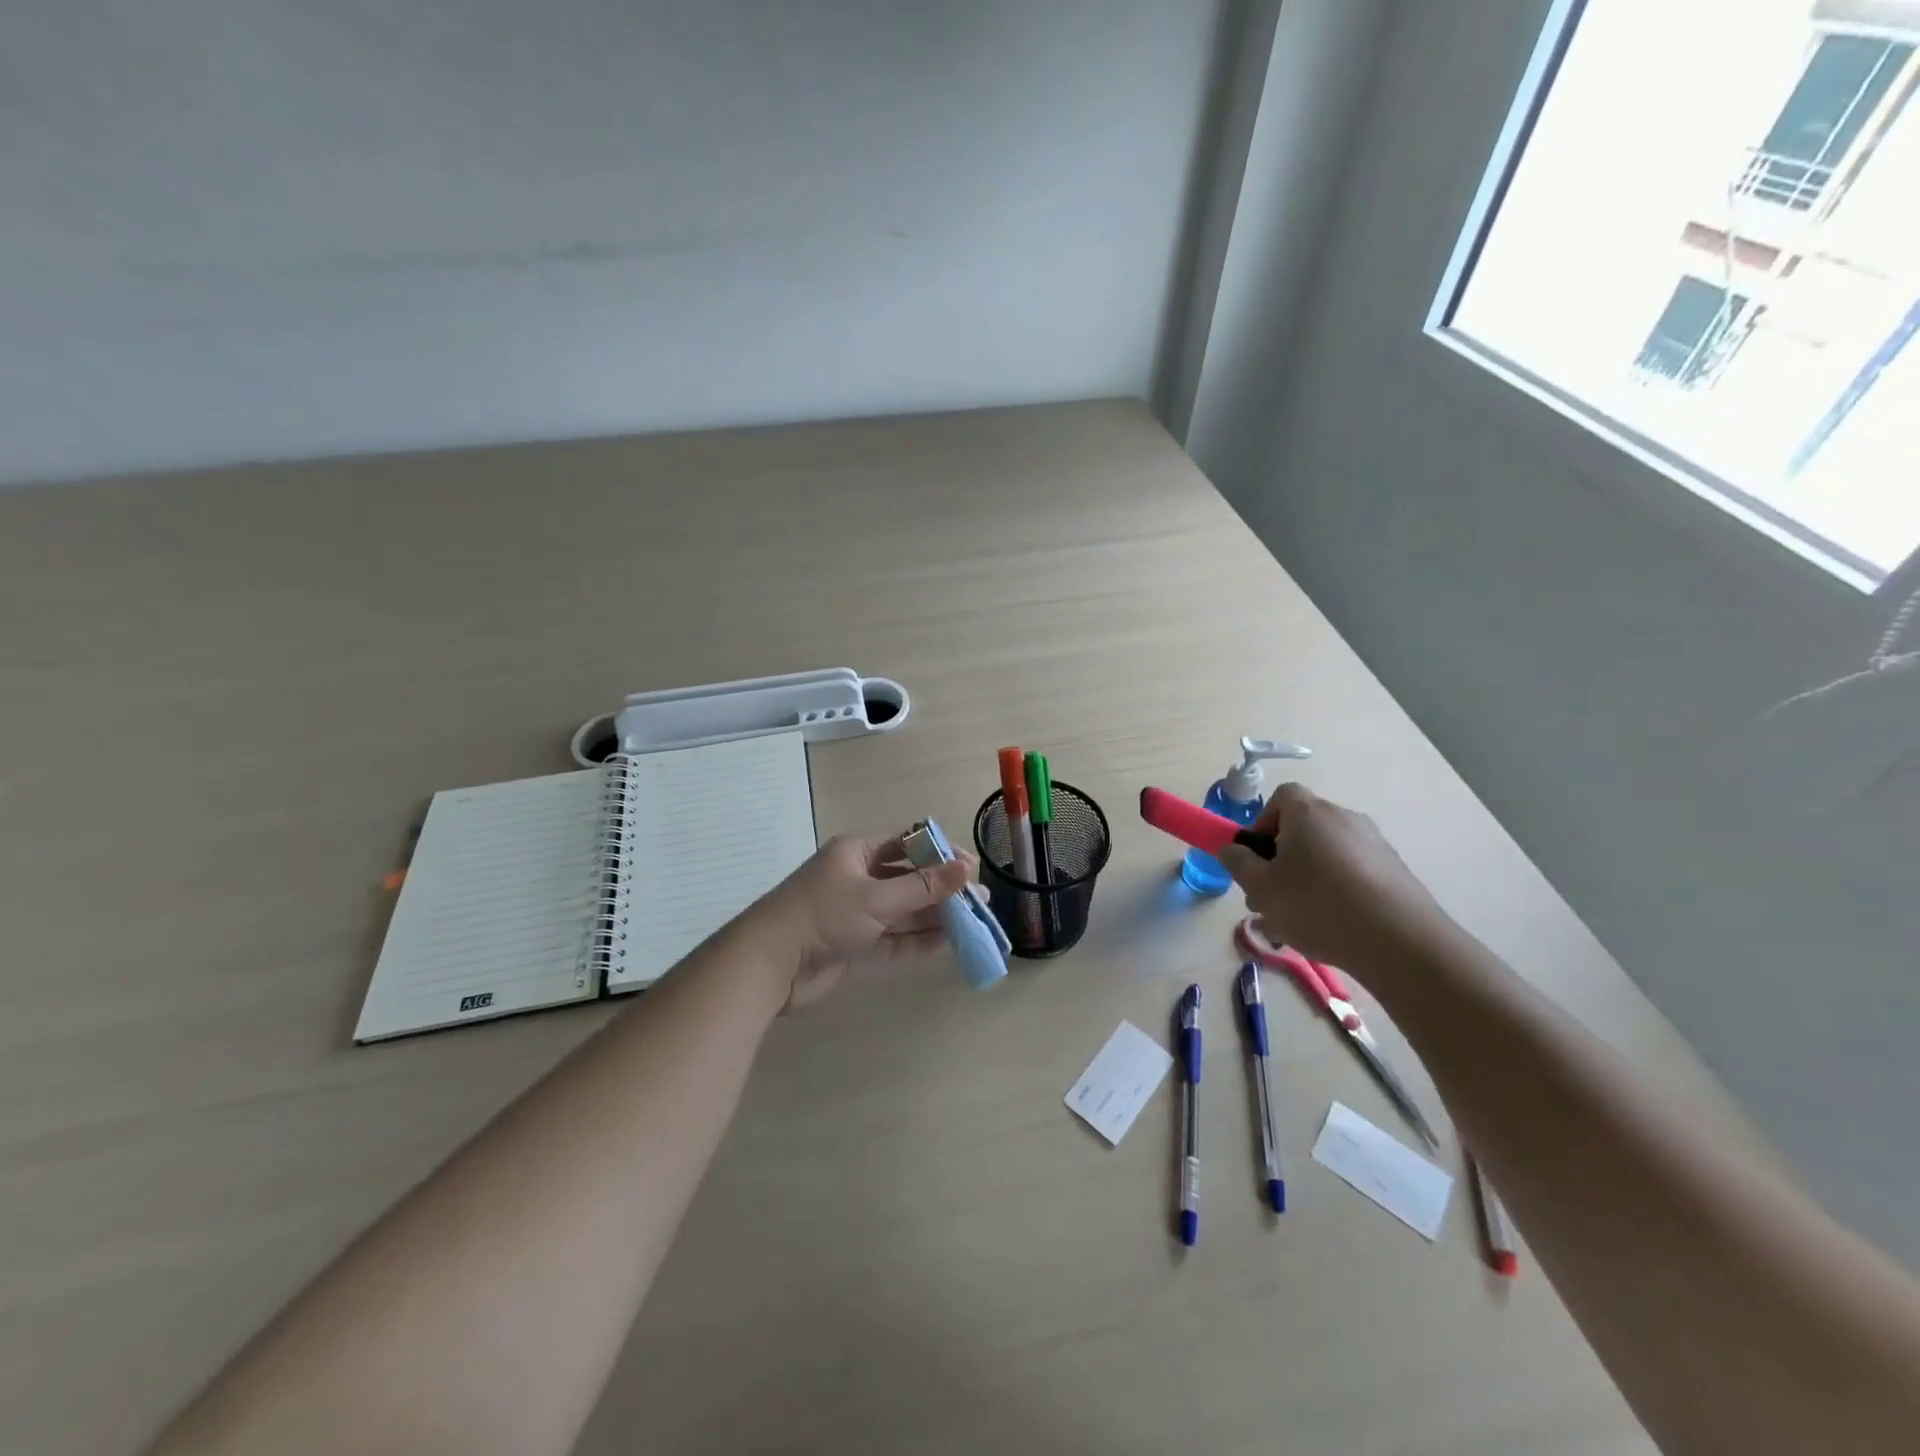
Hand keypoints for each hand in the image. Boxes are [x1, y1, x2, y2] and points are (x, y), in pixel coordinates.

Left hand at [754, 832, 976, 1010]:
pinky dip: (917, 940)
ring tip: (972, 923)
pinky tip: (946, 943)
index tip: (971, 868)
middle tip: (978, 901)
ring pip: (903, 910)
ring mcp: (855, 912)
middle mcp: (857, 877)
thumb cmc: (823, 916)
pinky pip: (892, 938)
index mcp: (856, 852)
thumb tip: (966, 868)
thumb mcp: (877, 898)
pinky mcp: (854, 944)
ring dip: (934, 916)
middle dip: (941, 889)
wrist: (769, 965)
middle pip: (907, 878)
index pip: (907, 843)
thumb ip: (923, 887)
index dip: (940, 853)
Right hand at [1216, 783, 1443, 973]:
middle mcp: (1343, 817)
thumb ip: (1238, 863)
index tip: (1258, 858)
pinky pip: (1353, 873)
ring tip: (1298, 922)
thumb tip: (1231, 849)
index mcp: (1308, 813)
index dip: (1263, 823)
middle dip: (1281, 859)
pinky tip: (1332, 927)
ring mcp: (1374, 844)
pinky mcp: (1395, 871)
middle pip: (1302, 829)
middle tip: (1270, 897)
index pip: (1281, 797)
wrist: (1400, 941)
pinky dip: (1338, 892)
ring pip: (1326, 855)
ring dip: (1307, 879)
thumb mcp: (1261, 887)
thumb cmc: (1317, 904)